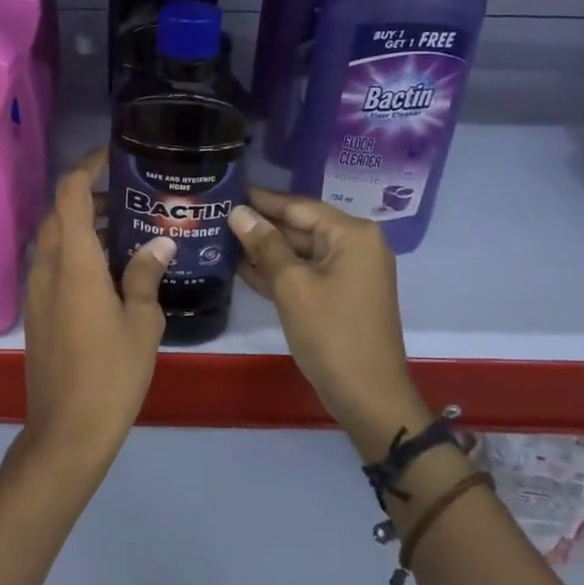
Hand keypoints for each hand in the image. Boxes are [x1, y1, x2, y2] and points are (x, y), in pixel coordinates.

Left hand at [19, 148, 173, 468]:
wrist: (67, 430)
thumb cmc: (111, 373)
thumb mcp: (142, 322)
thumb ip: (146, 275)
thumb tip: (160, 242)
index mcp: (74, 262)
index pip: (70, 194)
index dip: (87, 166)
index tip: (112, 155)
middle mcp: (48, 267)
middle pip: (60, 213)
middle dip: (90, 196)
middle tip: (130, 198)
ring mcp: (37, 290)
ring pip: (55, 240)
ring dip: (83, 226)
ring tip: (125, 231)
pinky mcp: (36, 312)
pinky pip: (53, 265)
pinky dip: (76, 252)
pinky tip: (107, 271)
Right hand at [229, 188, 428, 457]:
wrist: (367, 395)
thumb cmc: (330, 333)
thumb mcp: (292, 285)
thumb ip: (265, 244)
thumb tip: (238, 212)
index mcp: (351, 234)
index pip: (298, 206)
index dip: (260, 199)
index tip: (226, 189)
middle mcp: (355, 245)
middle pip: (300, 226)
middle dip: (260, 225)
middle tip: (216, 215)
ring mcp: (350, 271)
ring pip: (300, 251)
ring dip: (265, 249)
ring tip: (220, 238)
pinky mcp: (341, 294)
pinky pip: (306, 272)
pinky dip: (279, 271)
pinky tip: (242, 268)